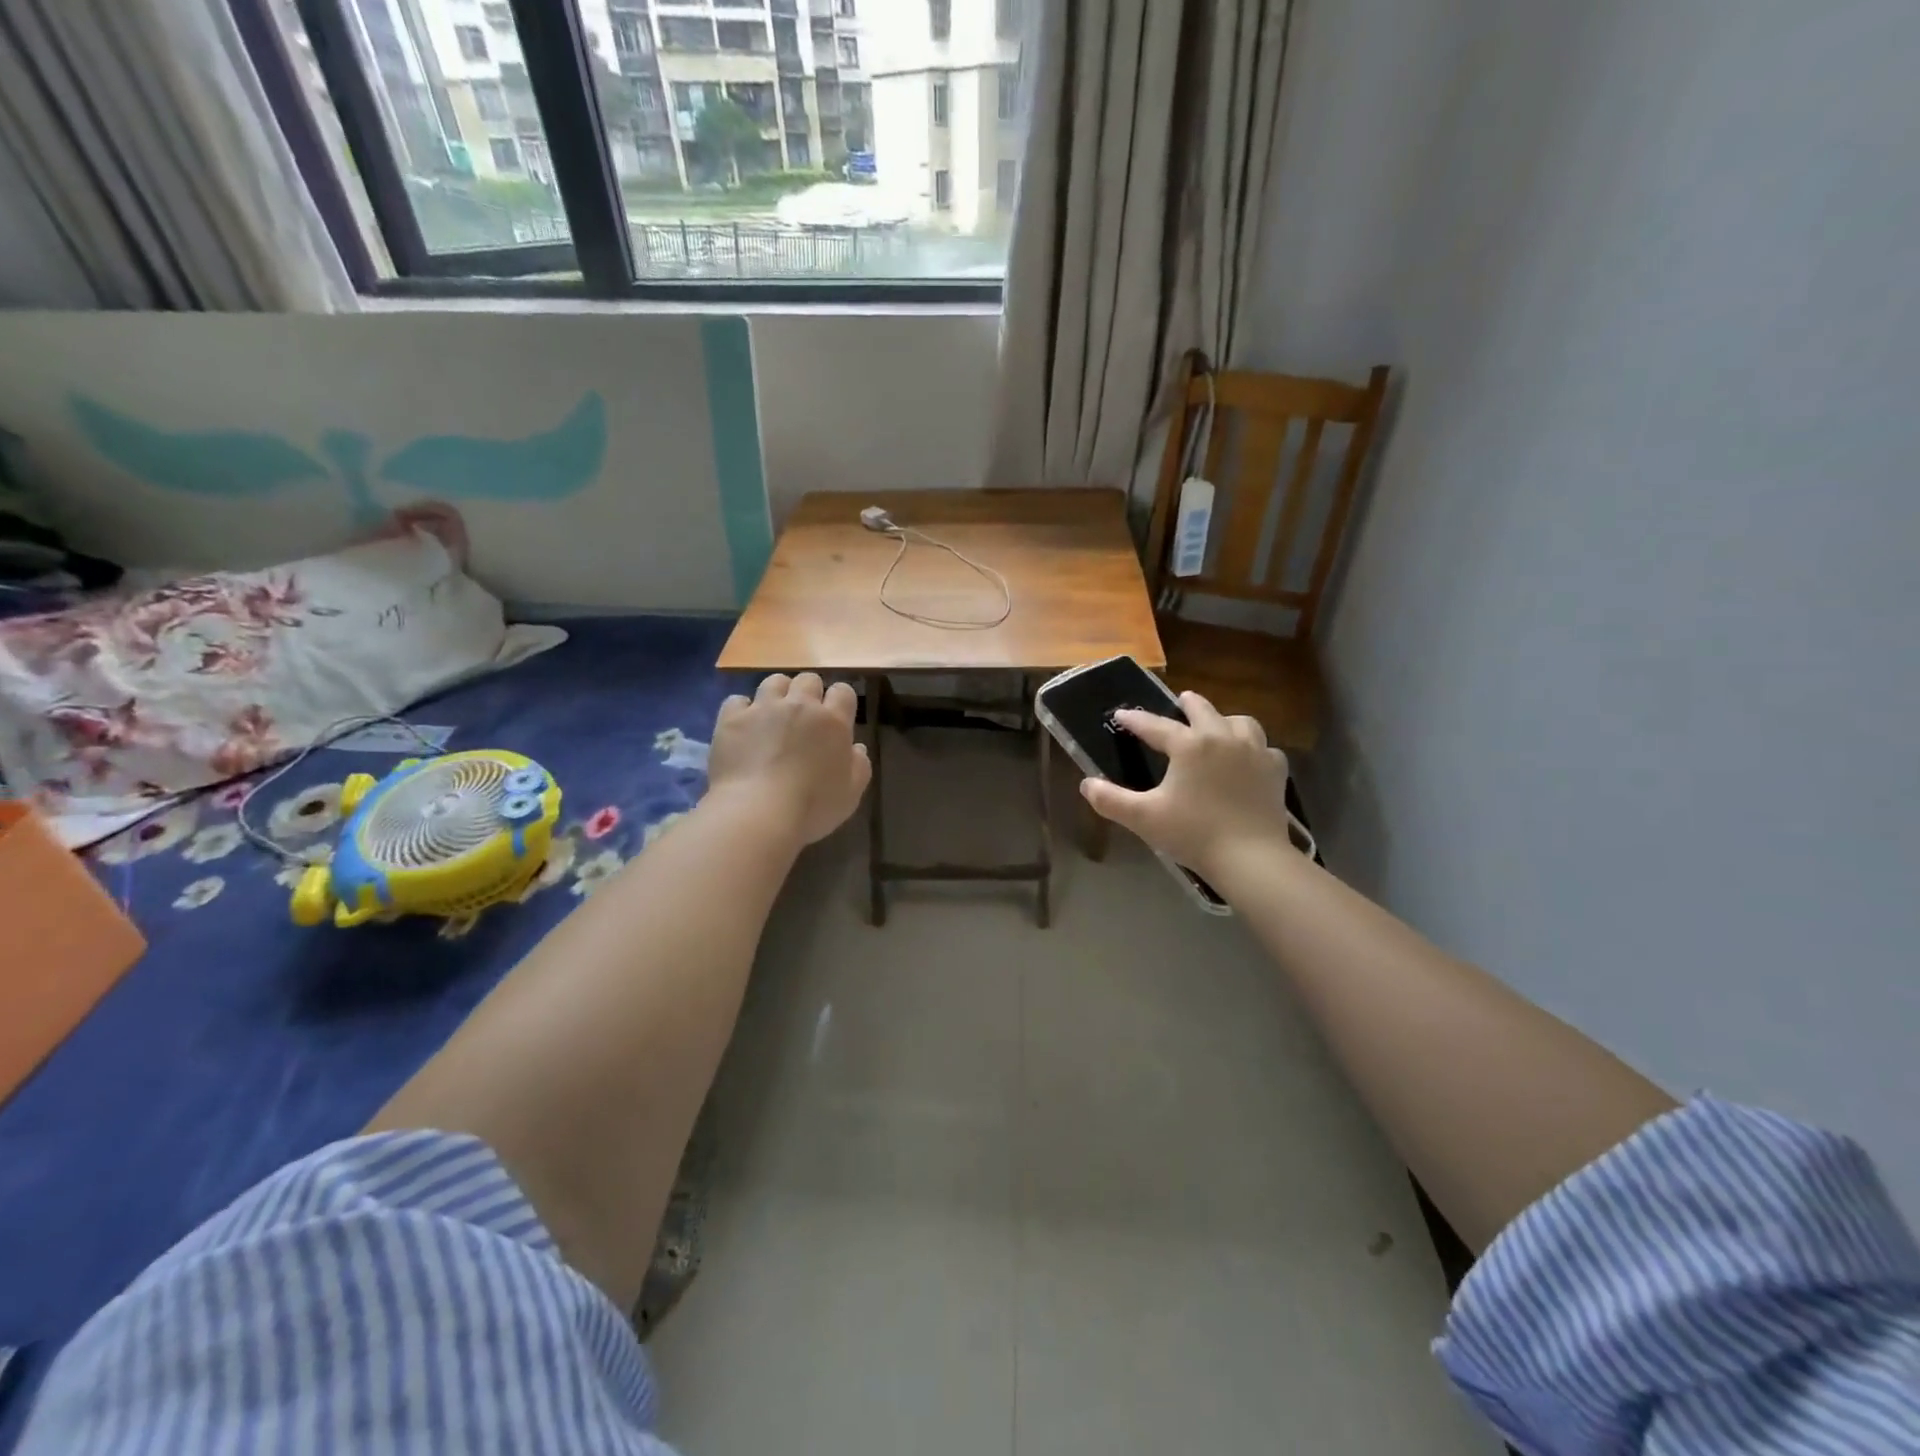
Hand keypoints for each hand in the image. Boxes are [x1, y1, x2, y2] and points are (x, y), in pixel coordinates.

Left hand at [708, 673, 871, 846]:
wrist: (758, 813)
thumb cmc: (812, 807)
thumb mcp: (850, 795)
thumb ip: (859, 766)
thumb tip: (856, 748)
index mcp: (833, 721)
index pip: (843, 691)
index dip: (840, 701)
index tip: (836, 717)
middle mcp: (800, 705)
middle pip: (808, 679)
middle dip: (809, 693)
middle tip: (804, 717)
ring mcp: (763, 708)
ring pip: (774, 681)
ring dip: (778, 694)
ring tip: (773, 715)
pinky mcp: (732, 719)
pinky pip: (737, 700)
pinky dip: (742, 710)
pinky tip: (743, 727)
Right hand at [1080, 693, 1293, 880]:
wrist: (1251, 858)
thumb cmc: (1194, 834)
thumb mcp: (1143, 818)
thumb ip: (1110, 800)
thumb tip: (1087, 784)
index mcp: (1189, 745)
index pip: (1155, 725)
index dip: (1135, 719)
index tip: (1121, 714)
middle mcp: (1222, 737)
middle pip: (1203, 709)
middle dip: (1186, 704)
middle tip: (1178, 704)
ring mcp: (1255, 751)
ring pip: (1239, 721)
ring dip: (1224, 721)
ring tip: (1216, 729)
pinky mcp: (1275, 770)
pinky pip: (1265, 748)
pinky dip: (1253, 748)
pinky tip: (1247, 760)